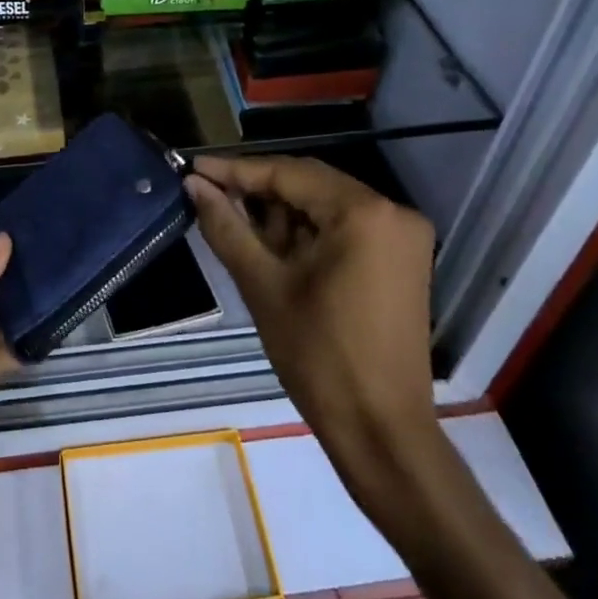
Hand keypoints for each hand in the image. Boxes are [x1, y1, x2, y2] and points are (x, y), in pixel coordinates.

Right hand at [186, 156, 440, 502]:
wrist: (380, 430)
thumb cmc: (317, 356)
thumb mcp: (262, 285)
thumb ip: (226, 226)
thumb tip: (194, 184)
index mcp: (364, 213)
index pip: (289, 173)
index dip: (237, 170)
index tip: (194, 168)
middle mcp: (392, 212)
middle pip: (310, 184)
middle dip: (258, 191)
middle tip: (208, 195)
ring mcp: (403, 236)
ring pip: (326, 205)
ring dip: (281, 213)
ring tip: (234, 222)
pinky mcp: (402, 259)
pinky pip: (345, 228)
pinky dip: (307, 232)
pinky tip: (271, 243)